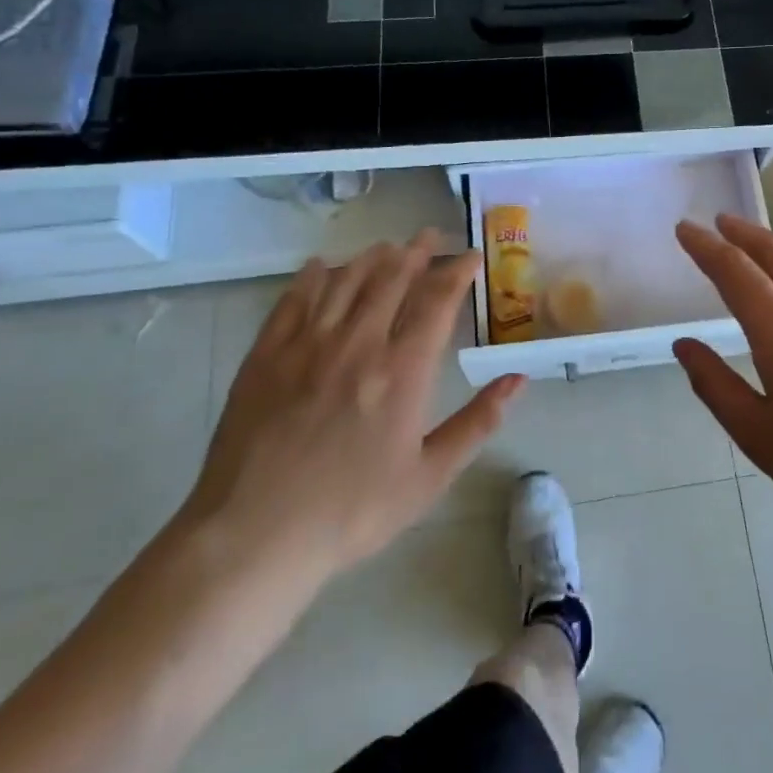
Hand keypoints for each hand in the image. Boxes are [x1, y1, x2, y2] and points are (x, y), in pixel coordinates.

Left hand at [183, 231, 523, 594]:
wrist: (255, 536)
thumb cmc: (352, 511)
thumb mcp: (430, 477)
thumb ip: (478, 422)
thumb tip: (518, 379)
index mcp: (403, 371)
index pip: (437, 301)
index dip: (457, 272)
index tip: (471, 256)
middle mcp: (358, 344)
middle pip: (391, 278)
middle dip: (417, 252)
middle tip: (430, 236)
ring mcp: (307, 346)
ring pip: (345, 281)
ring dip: (371, 257)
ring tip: (387, 246)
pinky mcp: (265, 356)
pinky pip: (293, 300)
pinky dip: (312, 277)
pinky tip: (322, 266)